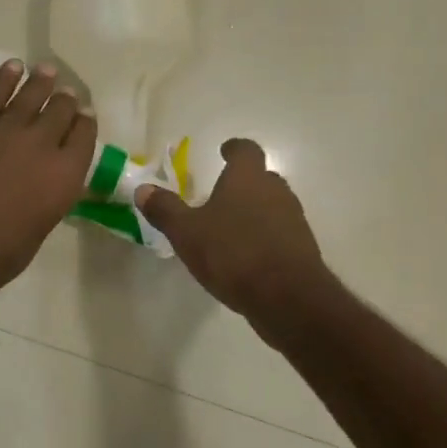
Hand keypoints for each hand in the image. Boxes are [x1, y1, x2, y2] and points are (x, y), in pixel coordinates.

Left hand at [0, 60, 96, 304]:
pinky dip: (5, 77)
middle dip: (66, 100)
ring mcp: (7, 129)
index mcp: (66, 176)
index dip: (85, 123)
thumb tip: (45, 184)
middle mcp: (43, 144)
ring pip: (31, 95)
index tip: (84, 115)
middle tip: (67, 93)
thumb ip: (48, 196)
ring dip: (41, 81)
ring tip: (46, 71)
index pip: (84, 137)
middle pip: (61, 111)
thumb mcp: (40, 226)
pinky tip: (12, 67)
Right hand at [136, 138, 331, 330]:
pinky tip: (247, 257)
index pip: (246, 150)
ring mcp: (294, 220)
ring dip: (255, 211)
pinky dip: (265, 237)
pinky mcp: (303, 249)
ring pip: (273, 205)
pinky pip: (280, 233)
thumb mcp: (187, 232)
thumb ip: (165, 209)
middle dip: (243, 183)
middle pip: (262, 177)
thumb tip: (143, 189)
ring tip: (231, 229)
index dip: (235, 149)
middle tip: (221, 194)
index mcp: (248, 178)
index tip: (225, 151)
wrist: (288, 298)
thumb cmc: (233, 253)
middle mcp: (276, 191)